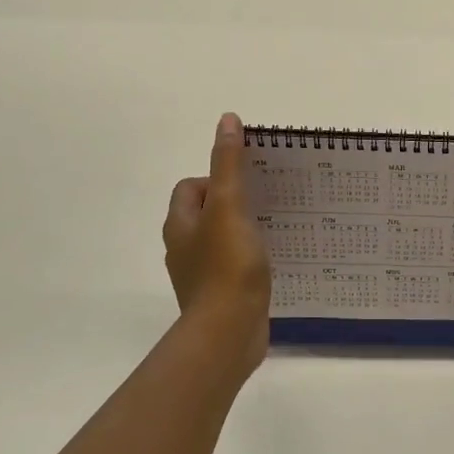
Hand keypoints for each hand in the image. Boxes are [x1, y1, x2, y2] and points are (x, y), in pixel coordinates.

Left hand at [163, 113, 270, 370]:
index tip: (246, 185)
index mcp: (179, 224)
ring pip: (220, 241)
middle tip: (266, 203)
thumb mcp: (230, 207)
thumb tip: (227, 120)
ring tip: (274, 230)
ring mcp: (200, 275)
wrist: (229, 332)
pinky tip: (271, 263)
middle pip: (205, 213)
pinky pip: (233, 267)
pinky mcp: (219, 296)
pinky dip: (248, 260)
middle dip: (233, 204)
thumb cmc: (228, 266)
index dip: (215, 178)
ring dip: (242, 232)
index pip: (189, 187)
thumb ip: (229, 165)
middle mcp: (183, 248)